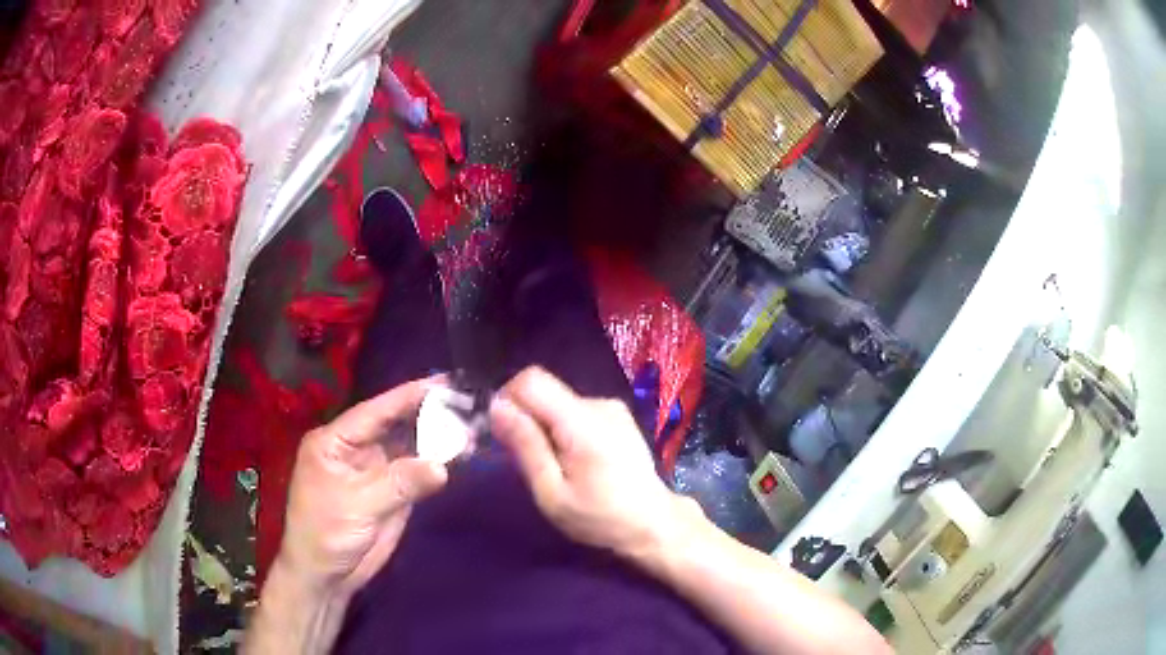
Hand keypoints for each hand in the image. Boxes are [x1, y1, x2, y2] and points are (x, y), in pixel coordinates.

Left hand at [277, 378, 448, 598]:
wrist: (326, 576)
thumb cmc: (326, 534)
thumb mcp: (357, 505)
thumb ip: (398, 483)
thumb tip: (442, 465)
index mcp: (335, 441)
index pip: (375, 411)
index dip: (407, 396)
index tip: (443, 383)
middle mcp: (356, 449)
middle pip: (395, 424)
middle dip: (428, 413)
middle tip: (466, 403)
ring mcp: (375, 471)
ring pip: (409, 446)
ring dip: (437, 438)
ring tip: (471, 426)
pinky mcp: (391, 492)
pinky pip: (417, 472)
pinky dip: (438, 463)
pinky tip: (461, 454)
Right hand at [489, 367, 699, 560]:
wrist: (654, 523)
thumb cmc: (600, 518)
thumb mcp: (552, 493)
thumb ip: (526, 446)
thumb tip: (498, 406)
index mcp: (582, 421)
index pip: (531, 380)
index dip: (508, 399)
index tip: (504, 435)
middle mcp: (598, 404)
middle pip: (545, 391)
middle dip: (526, 419)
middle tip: (529, 461)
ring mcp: (611, 407)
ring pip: (558, 402)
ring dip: (545, 427)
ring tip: (555, 467)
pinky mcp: (617, 416)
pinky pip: (575, 411)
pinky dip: (563, 430)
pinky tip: (575, 462)